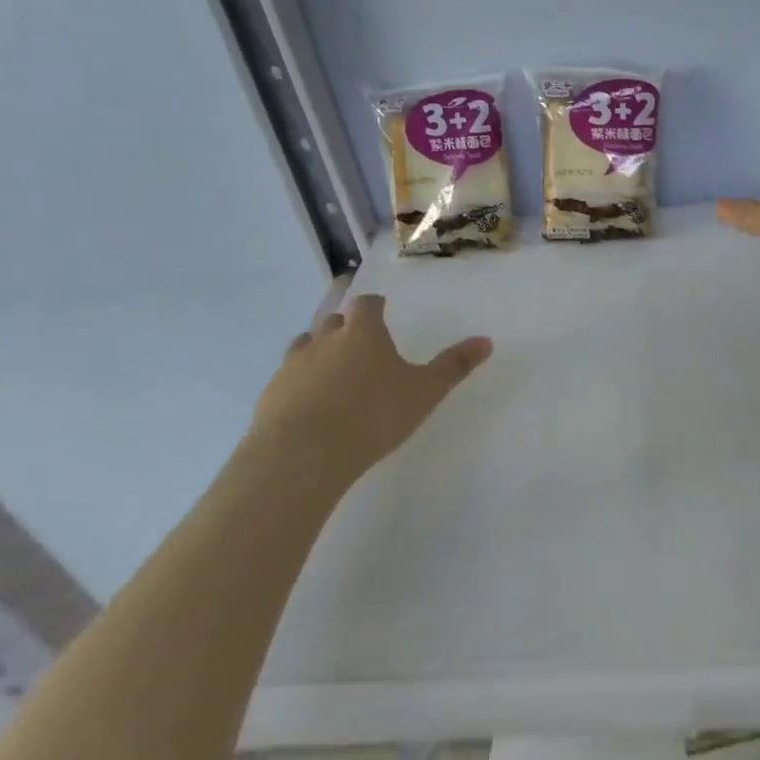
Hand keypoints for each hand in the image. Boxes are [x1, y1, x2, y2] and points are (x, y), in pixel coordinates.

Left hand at [249, 295, 491, 484]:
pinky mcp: (272, 393)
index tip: (381, 310)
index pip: (367, 305)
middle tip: (361, 343)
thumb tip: (487, 340)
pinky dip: (301, 381)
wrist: (304, 454)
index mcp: (363, 333)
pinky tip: (311, 403)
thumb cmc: (374, 415)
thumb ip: (454, 366)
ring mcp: (294, 365)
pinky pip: (288, 377)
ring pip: (306, 345)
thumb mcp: (425, 392)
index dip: (375, 306)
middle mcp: (325, 340)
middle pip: (334, 321)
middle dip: (347, 327)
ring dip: (320, 350)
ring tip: (334, 370)